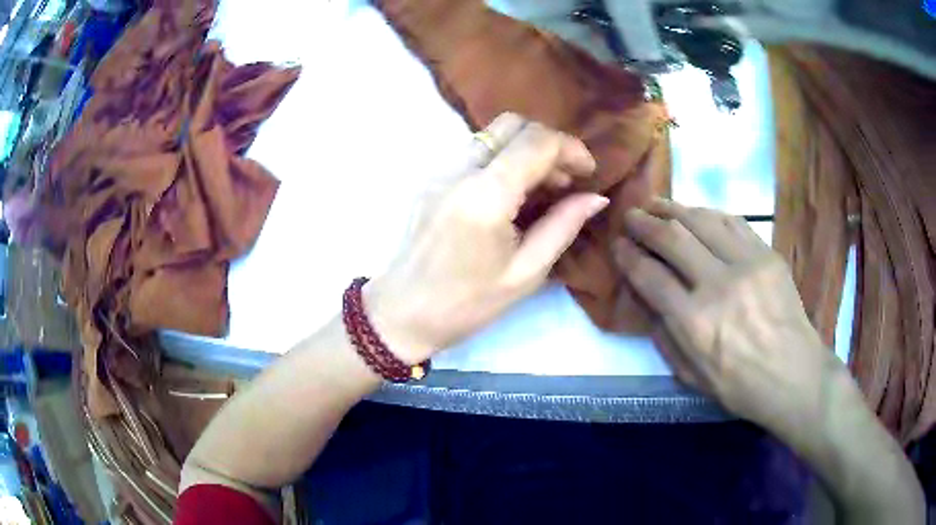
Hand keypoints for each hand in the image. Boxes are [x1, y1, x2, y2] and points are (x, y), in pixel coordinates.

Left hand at [368, 113, 607, 362]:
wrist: (402, 313)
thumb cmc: (467, 304)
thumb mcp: (526, 273)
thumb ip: (563, 226)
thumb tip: (596, 197)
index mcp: (485, 196)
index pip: (536, 142)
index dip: (571, 148)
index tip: (589, 173)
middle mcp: (459, 170)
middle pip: (512, 124)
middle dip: (548, 143)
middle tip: (566, 180)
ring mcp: (440, 170)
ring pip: (493, 134)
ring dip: (526, 150)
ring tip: (544, 188)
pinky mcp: (432, 178)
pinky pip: (476, 151)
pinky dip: (504, 159)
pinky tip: (513, 194)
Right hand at [613, 199, 845, 441]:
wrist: (793, 375)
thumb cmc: (739, 386)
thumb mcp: (691, 376)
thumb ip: (664, 337)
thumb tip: (646, 299)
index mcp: (694, 323)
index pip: (650, 275)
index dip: (628, 255)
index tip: (617, 243)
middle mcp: (717, 285)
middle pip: (672, 238)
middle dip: (644, 222)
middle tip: (631, 214)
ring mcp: (746, 264)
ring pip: (701, 221)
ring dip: (673, 209)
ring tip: (657, 204)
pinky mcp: (767, 255)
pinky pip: (732, 222)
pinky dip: (708, 214)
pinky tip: (696, 213)